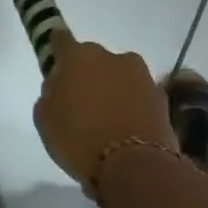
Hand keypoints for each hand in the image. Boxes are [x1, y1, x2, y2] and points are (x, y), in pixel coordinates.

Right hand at [33, 33, 175, 185]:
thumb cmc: (79, 141)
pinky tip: (126, 131)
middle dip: (87, 75)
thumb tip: (59, 85)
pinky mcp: (161, 97)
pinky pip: (138, 97)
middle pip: (93, 60)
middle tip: (80, 103)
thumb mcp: (46, 120)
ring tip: (106, 121)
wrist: (135, 168)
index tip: (54, 60)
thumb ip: (50, 94)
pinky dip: (132, 107)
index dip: (55, 48)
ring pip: (119, 77)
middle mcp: (111, 57)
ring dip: (112, 90)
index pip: (61, 40)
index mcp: (78, 57)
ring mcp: (141, 75)